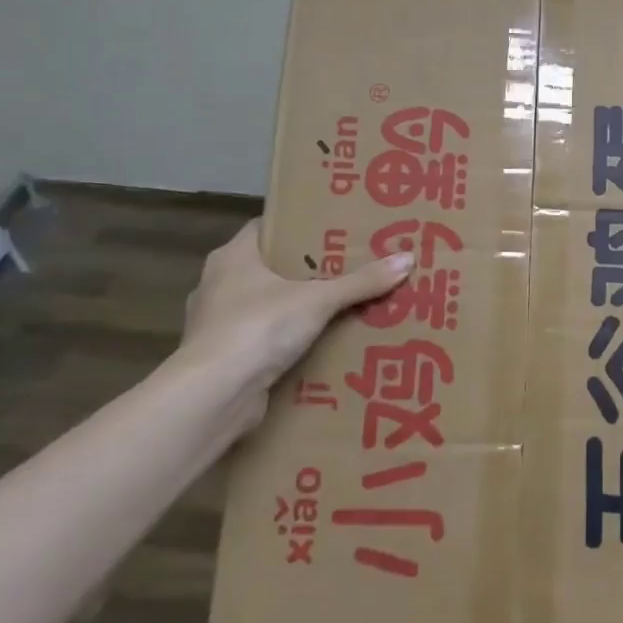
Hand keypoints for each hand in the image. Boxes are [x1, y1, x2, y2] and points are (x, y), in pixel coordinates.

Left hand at [179, 218, 412, 421]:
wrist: (214, 395)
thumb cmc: (259, 327)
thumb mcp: (318, 299)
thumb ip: (361, 282)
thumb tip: (408, 259)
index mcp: (232, 257)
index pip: (266, 228)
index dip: (297, 227)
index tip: (332, 230)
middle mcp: (218, 284)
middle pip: (268, 268)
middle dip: (304, 270)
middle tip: (347, 268)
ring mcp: (216, 323)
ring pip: (264, 305)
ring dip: (294, 309)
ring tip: (338, 308)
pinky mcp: (222, 358)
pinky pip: (261, 340)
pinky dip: (284, 341)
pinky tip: (315, 346)